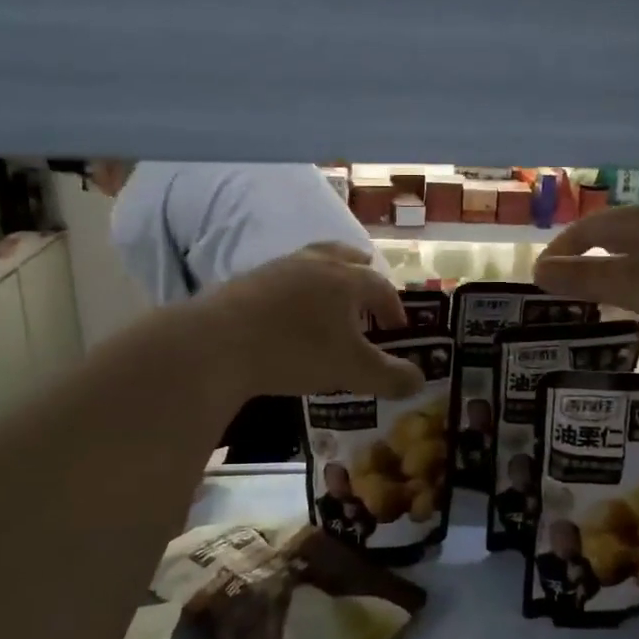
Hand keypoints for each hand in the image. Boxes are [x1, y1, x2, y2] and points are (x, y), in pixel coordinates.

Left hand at [186, 249, 422, 400]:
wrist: (218, 343)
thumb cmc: (296, 351)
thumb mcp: (351, 370)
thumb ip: (389, 376)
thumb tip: (420, 380)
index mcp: (346, 279)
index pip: (381, 287)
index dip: (394, 308)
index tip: (398, 329)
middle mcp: (315, 263)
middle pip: (346, 258)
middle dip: (362, 277)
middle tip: (367, 299)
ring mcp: (278, 267)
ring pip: (312, 262)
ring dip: (327, 280)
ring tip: (329, 304)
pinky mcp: (247, 280)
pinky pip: (284, 278)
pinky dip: (297, 291)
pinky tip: (289, 315)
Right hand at [534, 205, 638, 339]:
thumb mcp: (632, 285)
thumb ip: (584, 278)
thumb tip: (537, 270)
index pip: (589, 227)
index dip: (561, 249)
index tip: (541, 275)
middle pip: (618, 230)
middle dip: (589, 253)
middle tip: (569, 280)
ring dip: (619, 263)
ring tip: (607, 288)